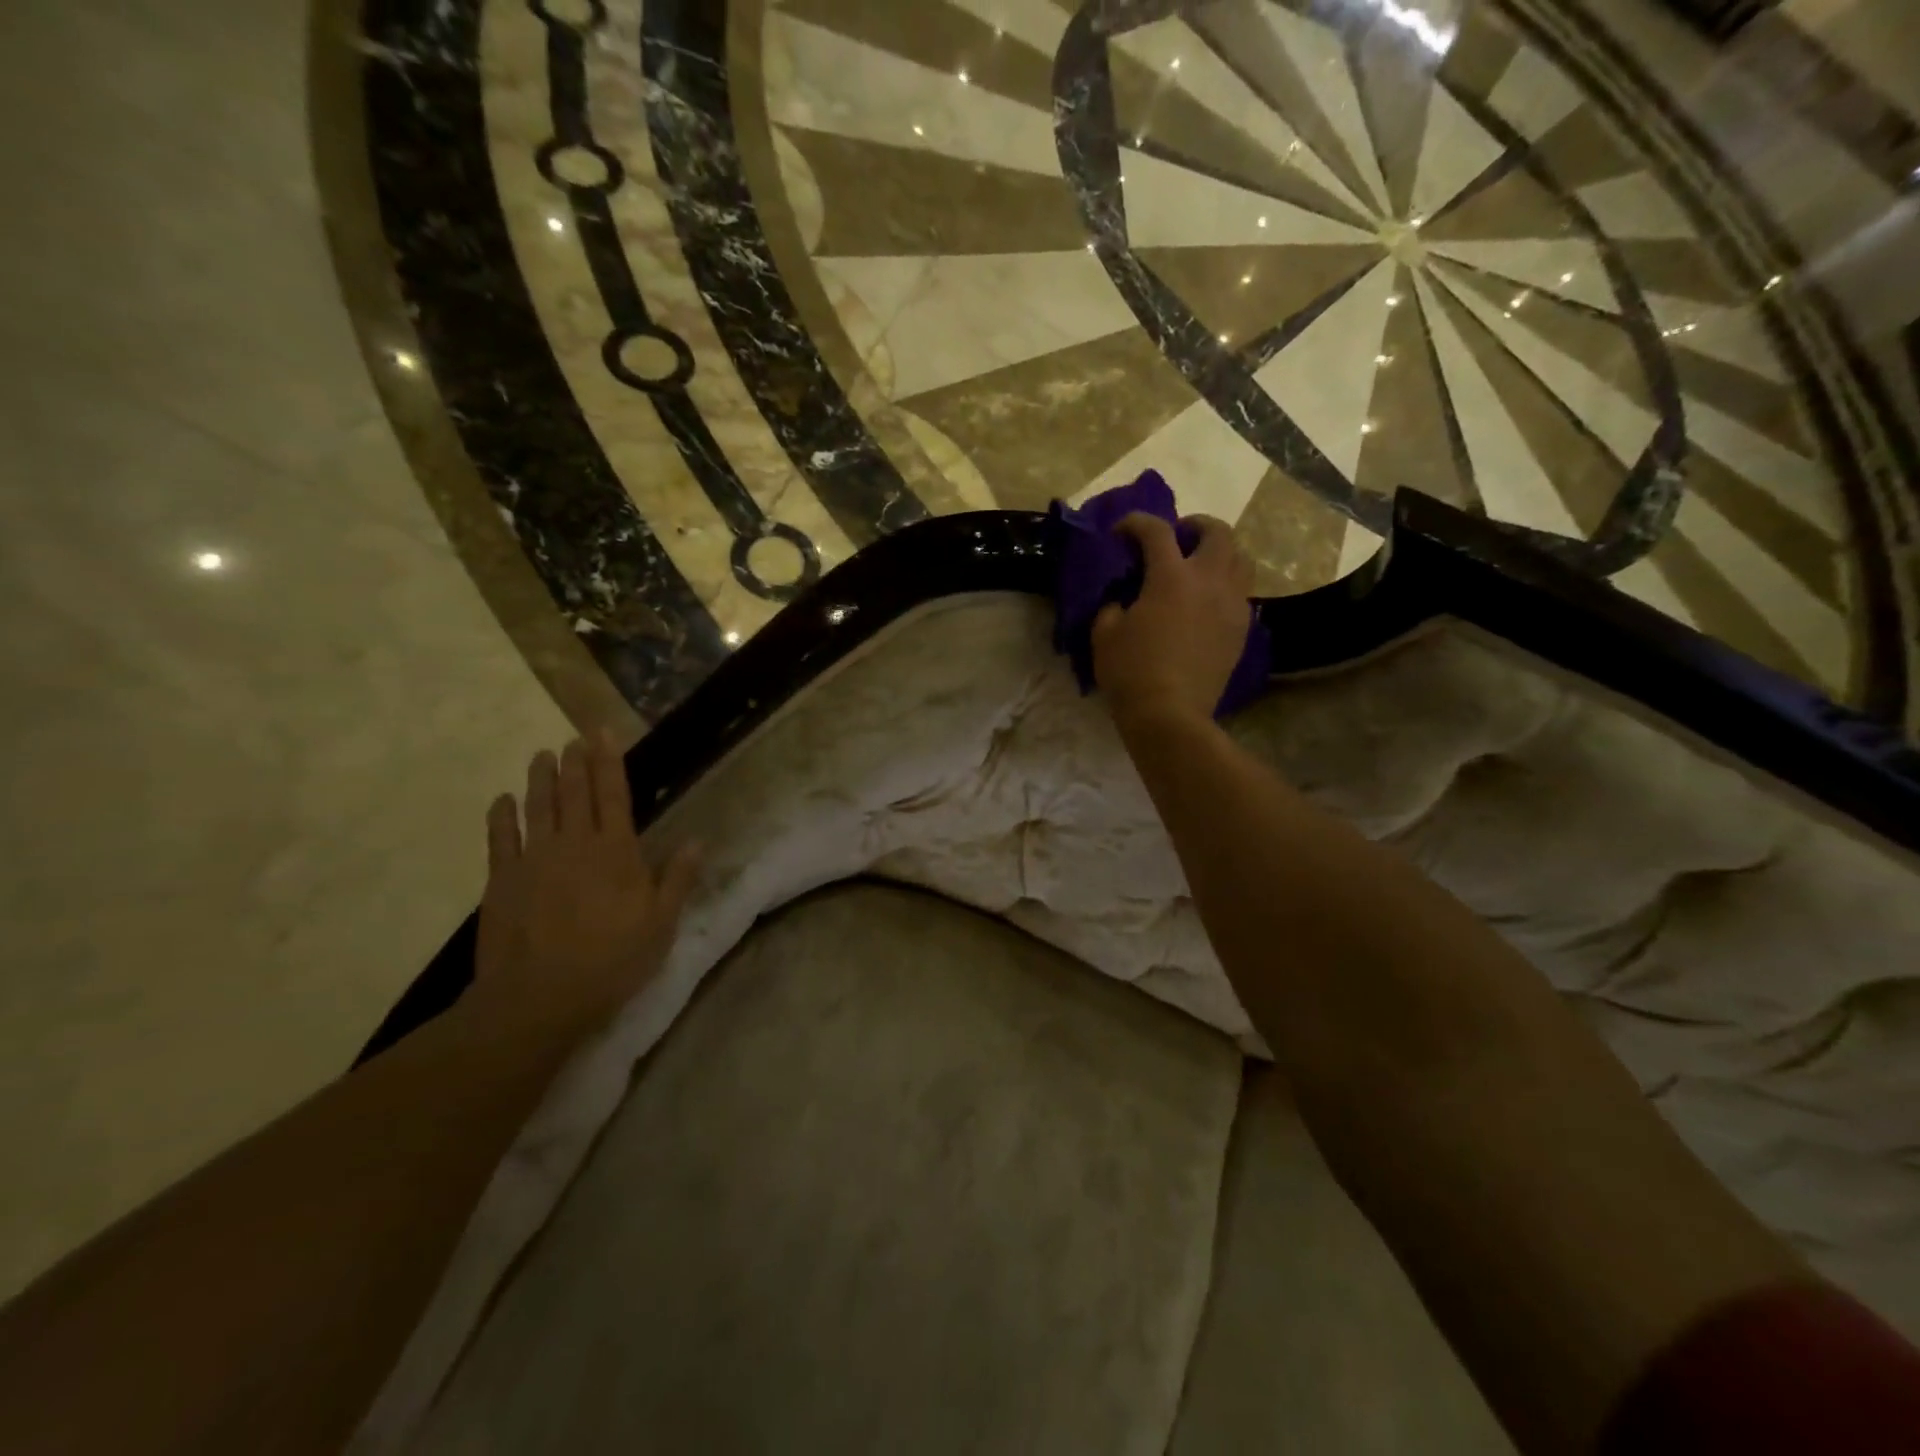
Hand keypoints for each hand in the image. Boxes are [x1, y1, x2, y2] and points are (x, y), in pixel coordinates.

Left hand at [470, 734, 699, 1041]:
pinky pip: (500, 838)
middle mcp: (574, 844)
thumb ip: (677, 879)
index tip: (603, 733)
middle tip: (573, 738)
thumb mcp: (661, 924)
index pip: (613, 794)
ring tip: (541, 755)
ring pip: (538, 807)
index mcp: (616, 851)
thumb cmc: (611, 960)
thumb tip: (697, 841)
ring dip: (540, 779)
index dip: (609, 762)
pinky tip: (503, 800)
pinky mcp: (501, 880)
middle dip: (575, 762)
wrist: (538, 997)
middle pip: (574, 793)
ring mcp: (534, 859)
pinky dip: (501, 816)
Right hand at [1093, 513, 1254, 729]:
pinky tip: (1206, 602)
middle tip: (1177, 538)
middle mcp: (1208, 580)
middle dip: (1195, 525)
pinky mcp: (1241, 628)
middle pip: (1217, 531)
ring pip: (1241, 558)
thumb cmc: (1131, 672)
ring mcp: (1231, 604)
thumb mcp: (1104, 634)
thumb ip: (1112, 605)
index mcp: (1170, 576)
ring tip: (1199, 566)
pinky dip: (1225, 585)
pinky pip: (1241, 592)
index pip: (1156, 530)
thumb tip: (1123, 599)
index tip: (1121, 531)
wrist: (1170, 714)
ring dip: (1219, 552)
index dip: (1136, 522)